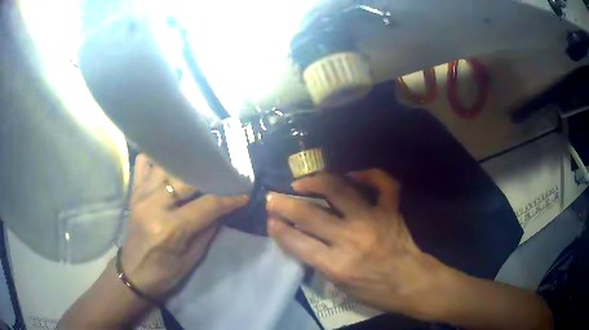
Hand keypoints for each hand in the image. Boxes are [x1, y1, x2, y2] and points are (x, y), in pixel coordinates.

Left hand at [122, 154, 248, 297]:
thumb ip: (207, 231)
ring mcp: (141, 195)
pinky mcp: (134, 193)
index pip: (207, 205)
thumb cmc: (164, 272)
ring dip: (185, 166)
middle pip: (187, 179)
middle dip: (209, 176)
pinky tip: (169, 165)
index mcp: (170, 228)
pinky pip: (144, 163)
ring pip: (166, 165)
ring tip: (199, 168)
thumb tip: (222, 210)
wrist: (133, 273)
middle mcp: (154, 205)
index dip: (228, 199)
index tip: (243, 195)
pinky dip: (157, 161)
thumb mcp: (191, 259)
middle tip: (223, 177)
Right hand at [266, 169, 447, 318]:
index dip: (278, 228)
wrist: (411, 283)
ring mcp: (372, 220)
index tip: (270, 219)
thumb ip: (319, 262)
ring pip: (339, 190)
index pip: (297, 242)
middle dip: (284, 203)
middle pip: (309, 214)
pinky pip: (381, 183)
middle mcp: (351, 239)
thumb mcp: (340, 286)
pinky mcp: (390, 210)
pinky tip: (353, 173)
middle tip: (274, 197)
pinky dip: (368, 174)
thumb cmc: (375, 291)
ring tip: (303, 181)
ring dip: (315, 181)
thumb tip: (299, 239)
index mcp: (336, 265)